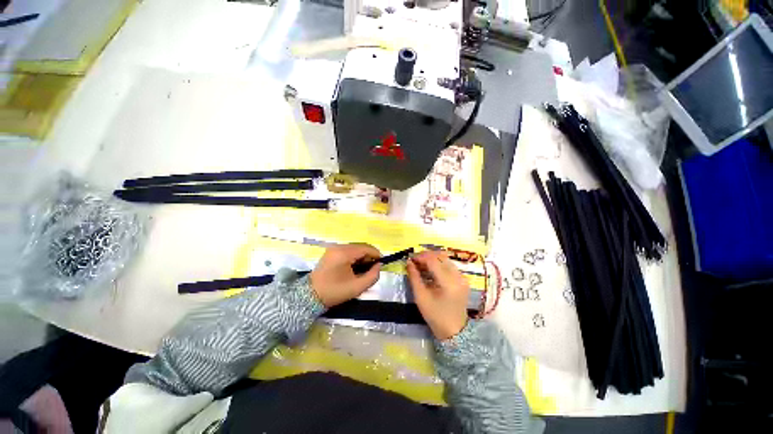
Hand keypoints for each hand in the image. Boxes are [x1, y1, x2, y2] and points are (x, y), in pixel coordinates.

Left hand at [310, 243, 381, 307]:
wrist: (310, 296)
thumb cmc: (334, 292)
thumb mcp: (357, 287)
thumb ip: (372, 276)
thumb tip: (379, 266)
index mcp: (344, 253)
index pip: (366, 248)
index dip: (376, 254)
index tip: (381, 264)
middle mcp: (339, 246)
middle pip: (360, 246)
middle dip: (369, 256)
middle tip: (372, 269)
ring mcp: (333, 248)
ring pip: (355, 248)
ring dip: (362, 256)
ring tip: (363, 269)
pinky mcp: (331, 251)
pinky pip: (348, 250)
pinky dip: (354, 257)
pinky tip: (354, 267)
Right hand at [407, 251, 469, 339]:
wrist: (454, 331)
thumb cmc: (435, 316)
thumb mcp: (421, 297)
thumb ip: (414, 277)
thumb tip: (408, 262)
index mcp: (448, 282)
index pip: (433, 260)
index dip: (420, 257)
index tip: (410, 259)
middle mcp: (458, 276)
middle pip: (440, 256)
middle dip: (426, 256)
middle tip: (415, 260)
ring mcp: (462, 277)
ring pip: (445, 259)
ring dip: (432, 258)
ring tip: (421, 264)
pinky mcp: (463, 279)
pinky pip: (449, 265)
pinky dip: (438, 263)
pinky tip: (430, 269)